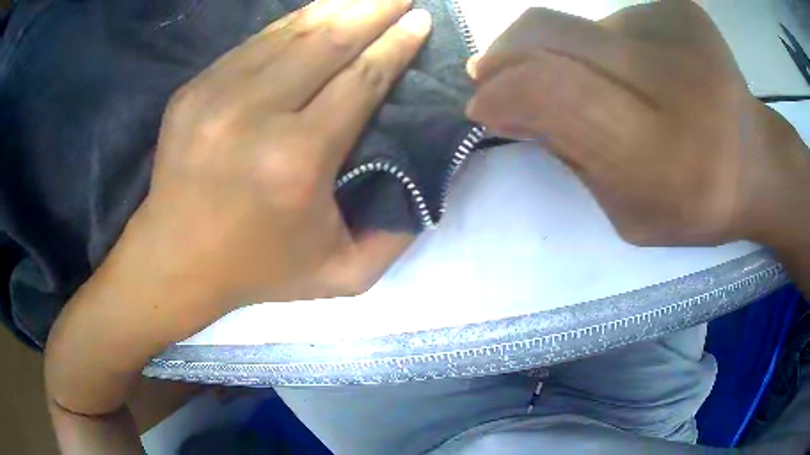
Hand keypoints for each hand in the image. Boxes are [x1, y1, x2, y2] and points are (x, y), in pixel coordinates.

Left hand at [45, 1, 430, 450]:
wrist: (173, 262)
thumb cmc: (257, 270)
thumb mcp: (341, 275)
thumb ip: (395, 236)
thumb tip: (428, 183)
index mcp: (296, 161)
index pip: (360, 80)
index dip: (395, 46)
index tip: (421, 21)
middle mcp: (255, 115)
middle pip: (328, 41)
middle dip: (373, 10)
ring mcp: (215, 95)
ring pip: (289, 33)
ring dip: (335, 8)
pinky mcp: (192, 91)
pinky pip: (254, 44)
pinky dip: (291, 24)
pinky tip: (315, 15)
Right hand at [466, 0, 809, 246]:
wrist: (758, 163)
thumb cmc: (696, 203)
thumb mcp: (629, 215)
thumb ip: (571, 160)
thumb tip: (509, 107)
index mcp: (663, 158)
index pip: (553, 93)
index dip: (504, 92)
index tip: (483, 104)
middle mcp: (674, 81)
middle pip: (552, 35)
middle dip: (508, 53)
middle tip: (493, 71)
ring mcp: (680, 32)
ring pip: (580, 25)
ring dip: (565, 54)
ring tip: (600, 84)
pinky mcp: (682, 10)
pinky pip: (615, 19)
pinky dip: (607, 44)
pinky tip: (639, 69)